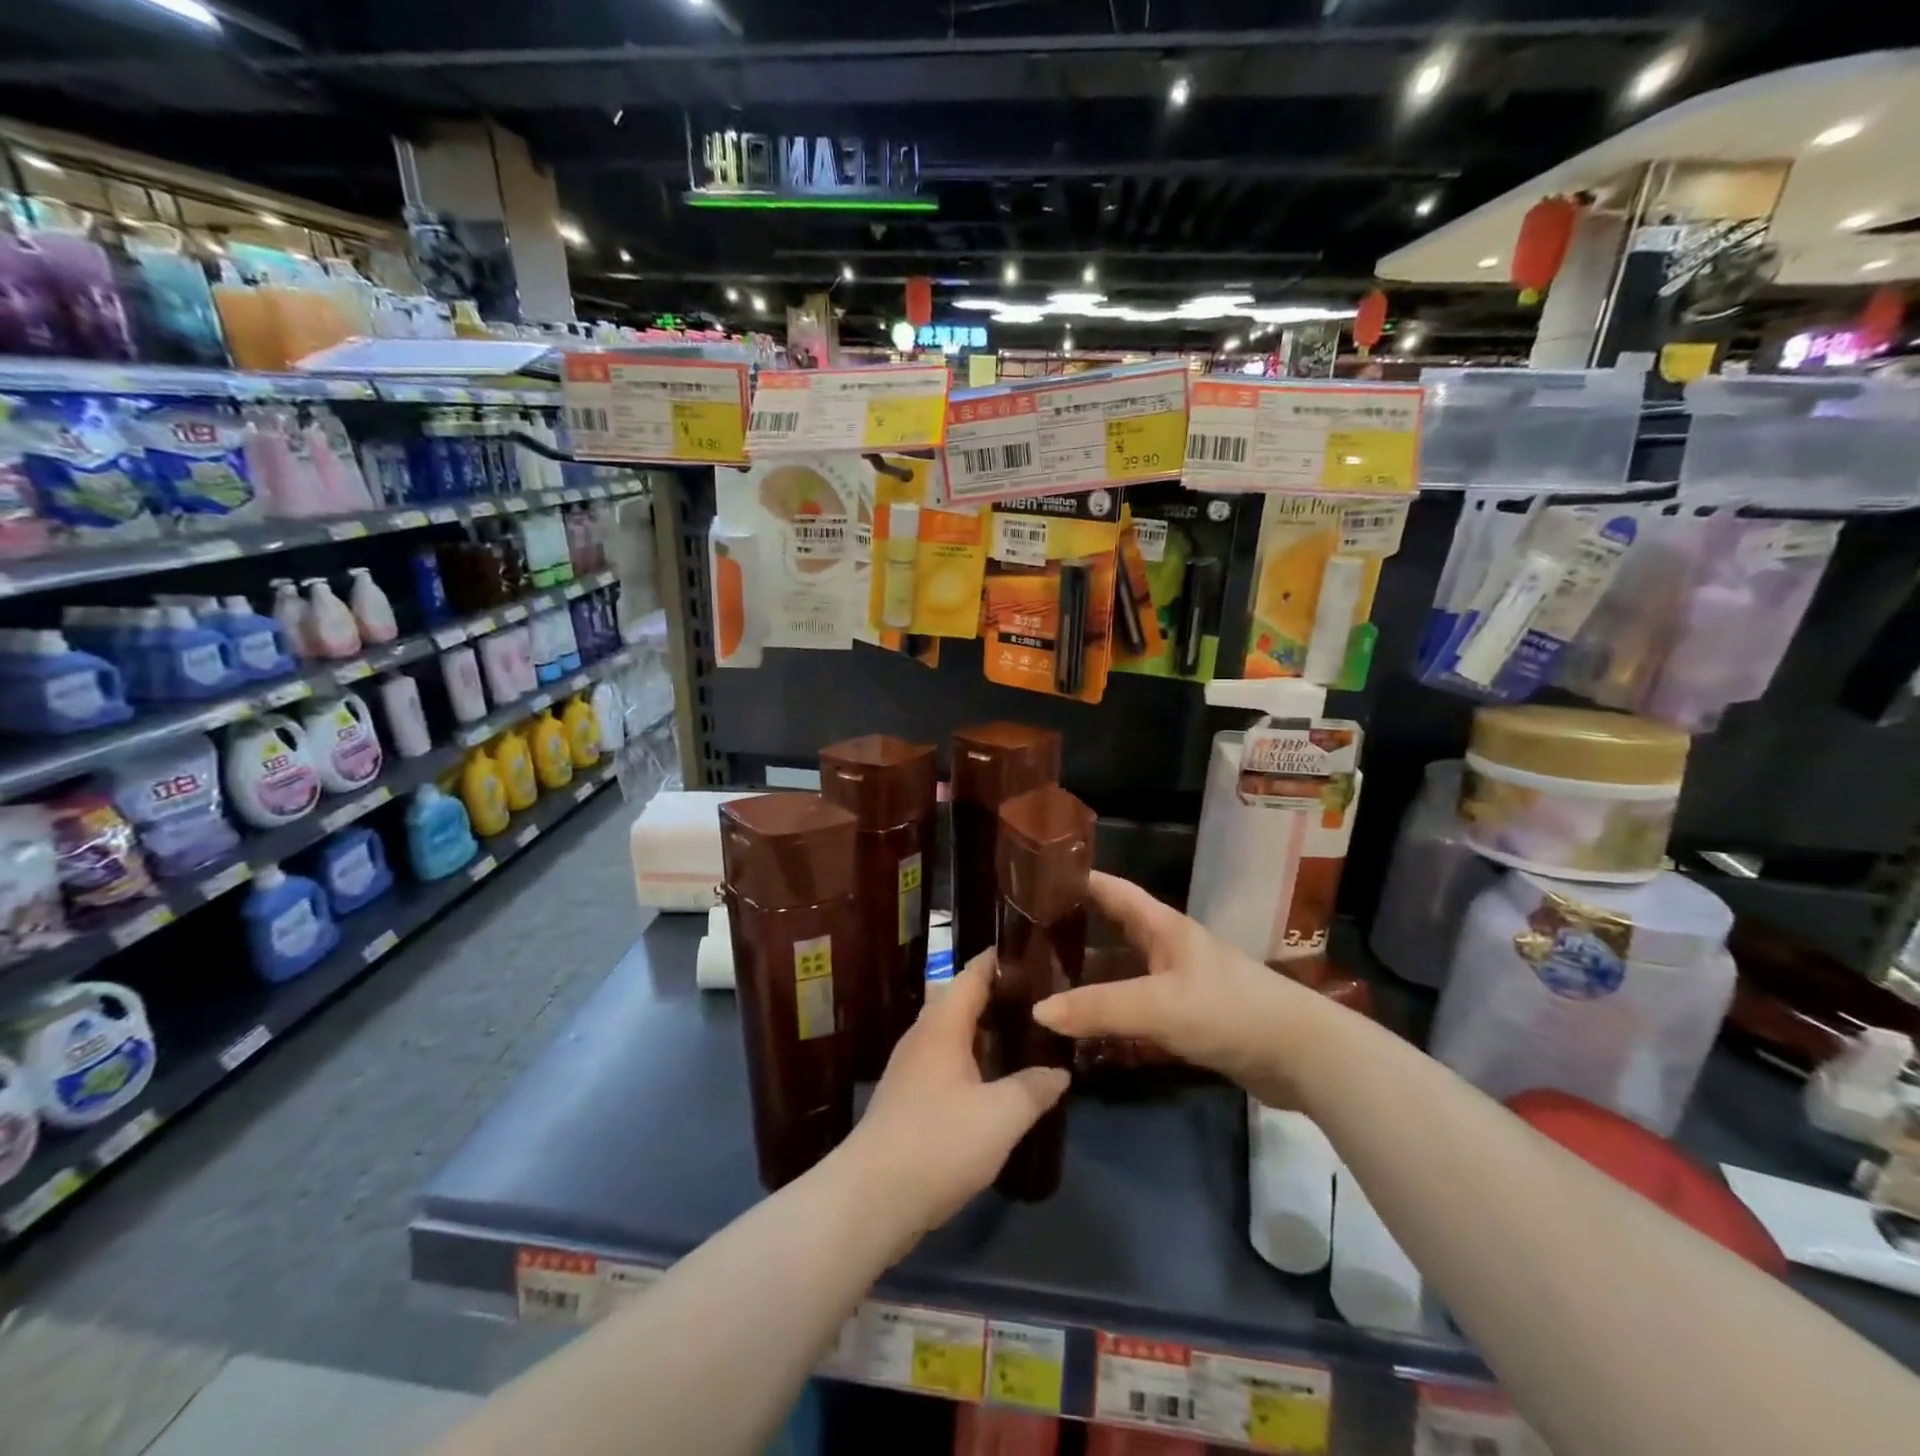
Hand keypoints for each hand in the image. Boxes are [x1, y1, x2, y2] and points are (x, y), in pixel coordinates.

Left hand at [840, 950, 1068, 1242]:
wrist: (872, 1197)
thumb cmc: (939, 1143)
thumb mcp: (1002, 1116)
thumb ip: (1034, 1088)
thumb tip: (1060, 1071)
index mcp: (943, 1025)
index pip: (971, 974)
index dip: (998, 960)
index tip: (1031, 952)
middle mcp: (923, 1036)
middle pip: (960, 1000)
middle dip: (997, 996)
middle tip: (1040, 999)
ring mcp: (910, 1067)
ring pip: (952, 1033)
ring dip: (985, 1030)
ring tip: (1024, 1036)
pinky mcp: (907, 1098)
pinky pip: (945, 1060)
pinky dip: (972, 1059)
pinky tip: (993, 1081)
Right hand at [1032, 872, 1311, 1108]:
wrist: (1300, 1055)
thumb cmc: (1228, 1010)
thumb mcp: (1158, 1005)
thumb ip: (1099, 1008)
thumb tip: (1037, 1011)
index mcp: (1163, 926)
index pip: (1112, 890)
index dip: (1077, 880)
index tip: (1035, 879)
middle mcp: (1168, 947)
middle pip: (1114, 927)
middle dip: (1075, 927)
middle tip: (1029, 935)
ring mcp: (1180, 982)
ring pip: (1124, 968)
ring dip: (1091, 971)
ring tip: (1046, 979)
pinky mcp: (1189, 1017)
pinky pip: (1138, 1004)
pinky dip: (1111, 1007)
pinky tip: (1087, 1023)